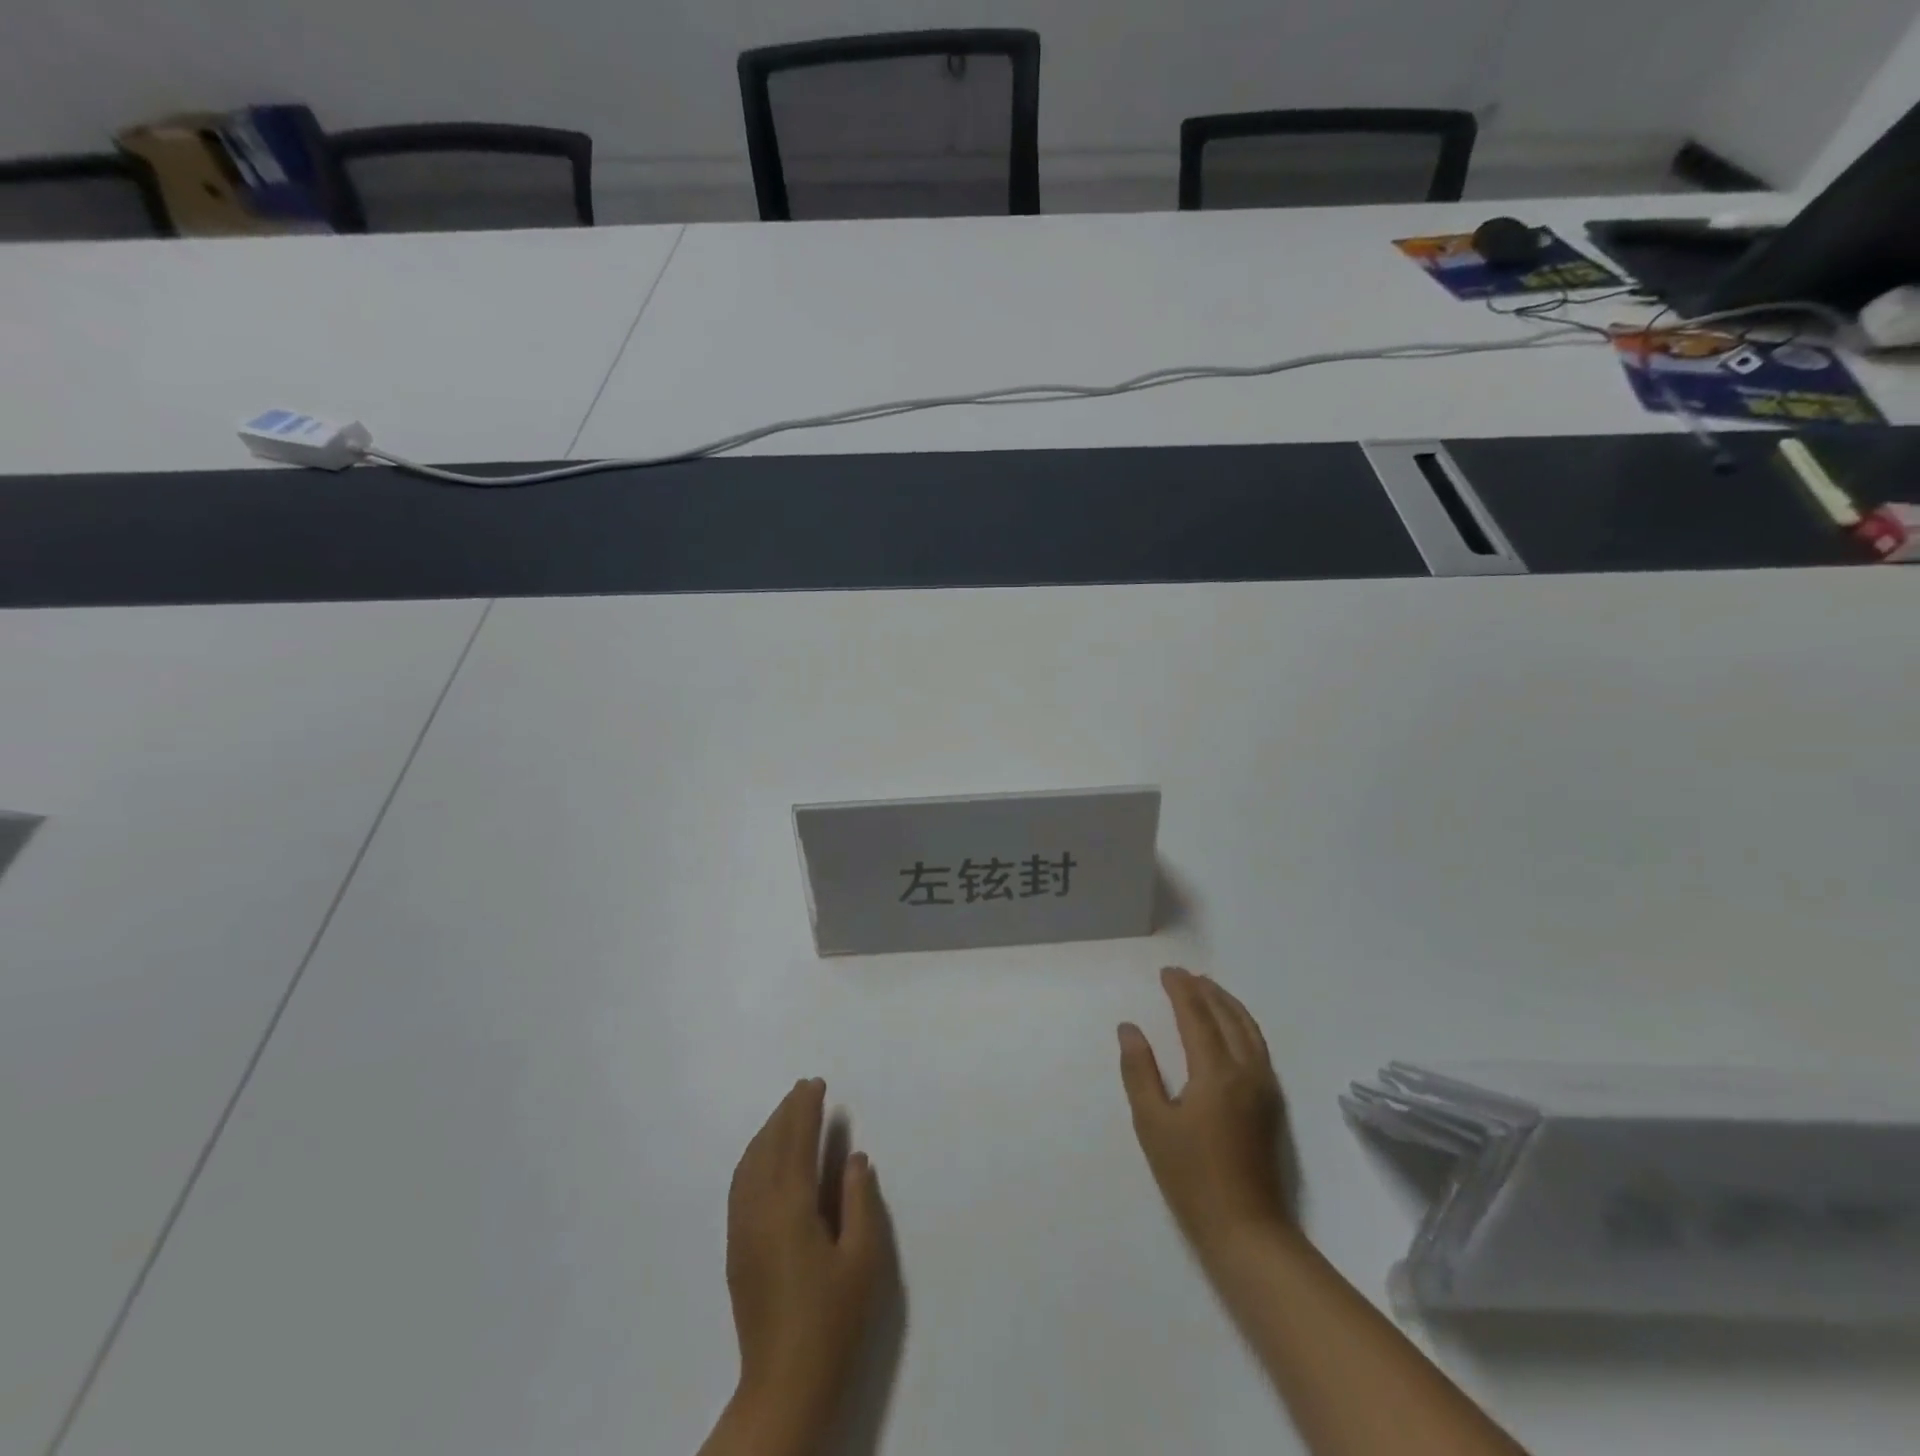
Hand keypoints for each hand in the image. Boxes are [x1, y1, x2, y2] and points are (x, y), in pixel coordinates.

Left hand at [722, 1079, 884, 1449]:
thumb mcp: (864, 1259)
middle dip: (785, 1113)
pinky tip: (764, 1157)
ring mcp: (742, 1229)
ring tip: (786, 1113)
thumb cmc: (833, 1319)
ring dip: (767, 1132)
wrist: (785, 1384)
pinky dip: (753, 1156)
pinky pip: (740, 1184)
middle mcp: (759, 1209)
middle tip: (804, 1088)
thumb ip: (860, 1200)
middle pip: (769, 1146)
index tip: (816, 1084)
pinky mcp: (736, 1249)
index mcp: (791, 1207)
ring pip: (749, 1164)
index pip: (796, 1142)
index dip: (805, 1110)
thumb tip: (853, 1158)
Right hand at [1118, 967, 1292, 1261]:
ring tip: (1208, 990)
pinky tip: (1231, 1028)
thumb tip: (1129, 1028)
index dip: (1181, 990)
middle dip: (1205, 991)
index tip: (1167, 972)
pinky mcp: (1272, 1104)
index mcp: (1215, 1072)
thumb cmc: (1191, 1177)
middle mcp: (1246, 1070)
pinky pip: (1258, 1046)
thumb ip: (1139, 1070)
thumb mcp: (1152, 1123)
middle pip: (1227, 1016)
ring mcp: (1264, 1087)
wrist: (1247, 1230)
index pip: (1197, 1016)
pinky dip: (1242, 1024)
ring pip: (1249, 1029)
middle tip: (1184, 976)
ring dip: (1227, 1004)